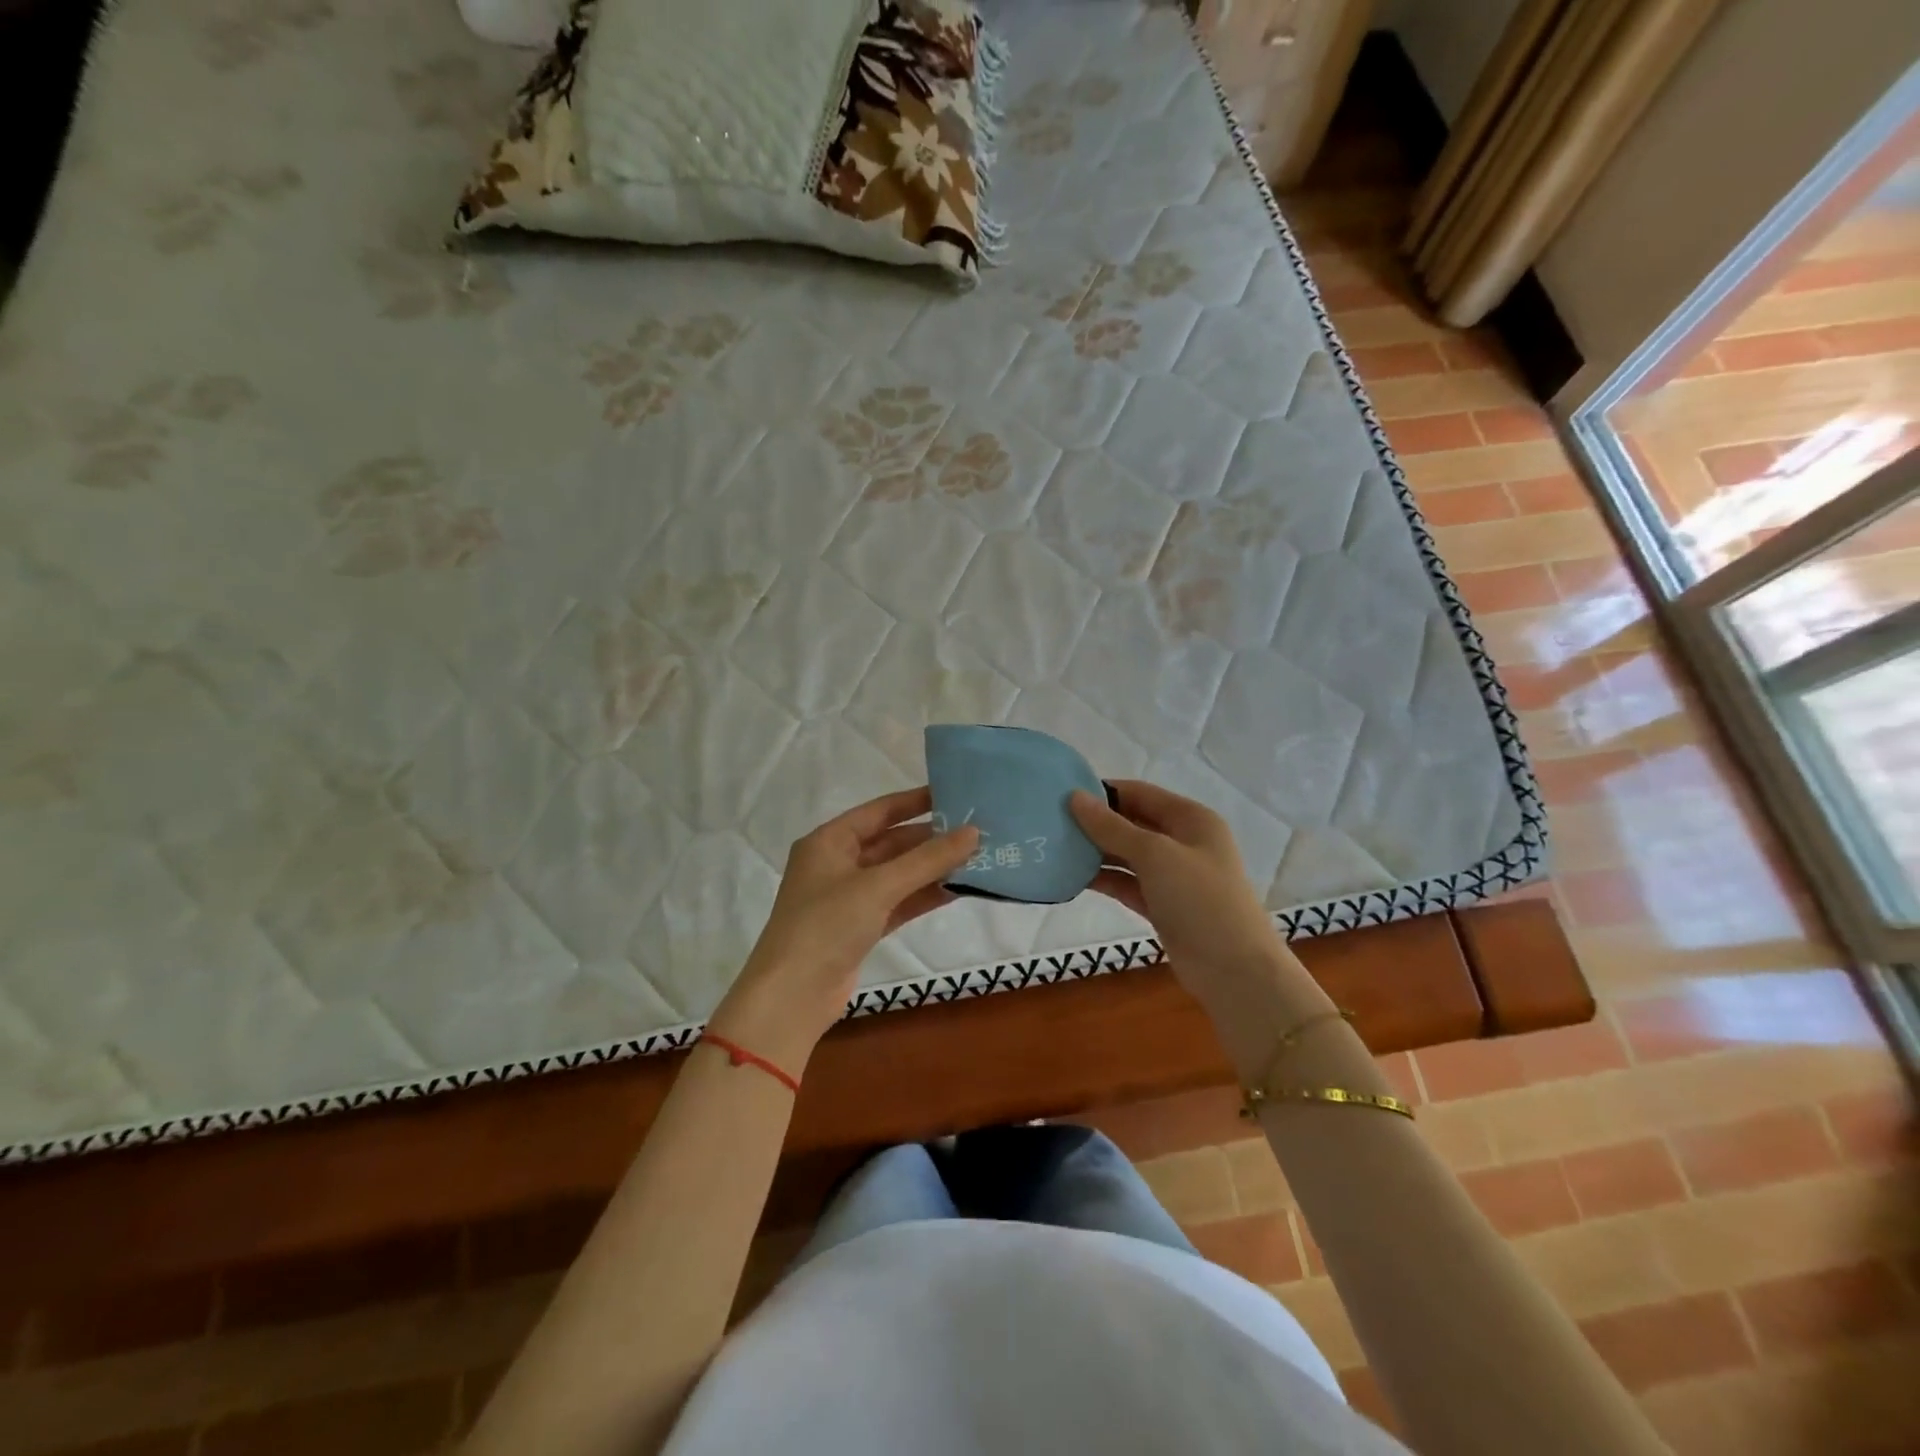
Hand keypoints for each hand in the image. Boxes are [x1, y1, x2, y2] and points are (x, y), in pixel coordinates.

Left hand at [709, 787, 978, 1072]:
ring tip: (977, 858)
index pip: (879, 811)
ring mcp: (848, 898)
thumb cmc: (826, 926)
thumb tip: (973, 832)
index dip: (916, 801)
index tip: (956, 793)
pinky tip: (958, 889)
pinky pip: (898, 902)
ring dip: (932, 869)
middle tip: (977, 831)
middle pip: (891, 843)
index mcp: (829, 841)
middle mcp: (837, 864)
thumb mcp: (878, 886)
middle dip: (931, 839)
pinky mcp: (860, 928)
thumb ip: (927, 859)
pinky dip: (924, 896)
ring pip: (898, 875)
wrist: (792, 997)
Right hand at [1070, 781, 1324, 1074]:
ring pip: (1127, 854)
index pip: (1139, 793)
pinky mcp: (1162, 904)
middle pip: (1131, 822)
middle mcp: (1182, 841)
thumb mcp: (1155, 855)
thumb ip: (1112, 827)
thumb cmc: (1199, 899)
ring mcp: (1173, 875)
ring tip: (1053, 848)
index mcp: (1190, 818)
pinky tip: (1071, 877)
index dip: (1103, 791)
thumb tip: (1074, 797)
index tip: (1061, 793)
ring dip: (1095, 852)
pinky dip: (1103, 879)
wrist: (1234, 969)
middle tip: (1050, 822)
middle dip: (1095, 822)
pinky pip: (1126, 883)